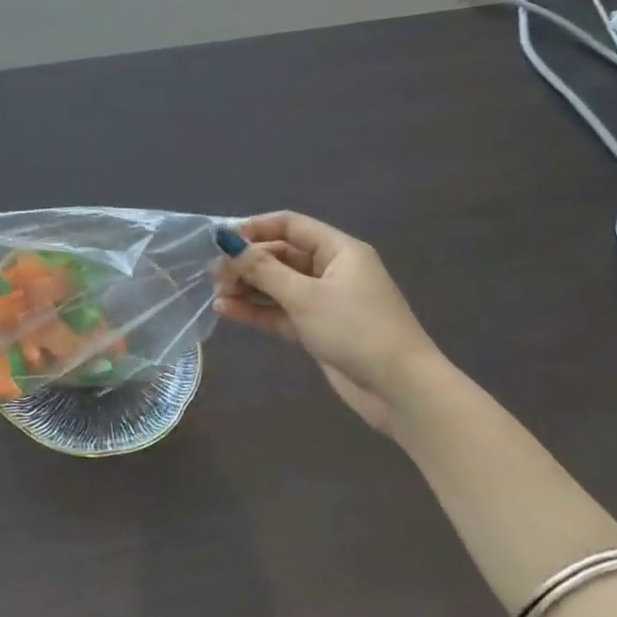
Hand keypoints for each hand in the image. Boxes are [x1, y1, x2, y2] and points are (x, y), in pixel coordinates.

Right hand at [212, 212, 448, 432]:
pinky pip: (280, 311)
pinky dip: (257, 310)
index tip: (221, 241)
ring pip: (277, 285)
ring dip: (247, 288)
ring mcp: (325, 301)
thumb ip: (262, 269)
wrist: (402, 391)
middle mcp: (332, 270)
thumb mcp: (304, 296)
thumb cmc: (356, 330)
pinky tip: (227, 311)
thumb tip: (226, 240)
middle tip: (214, 275)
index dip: (255, 228)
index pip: (290, 225)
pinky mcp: (318, 329)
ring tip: (216, 294)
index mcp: (339, 251)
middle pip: (280, 255)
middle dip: (246, 263)